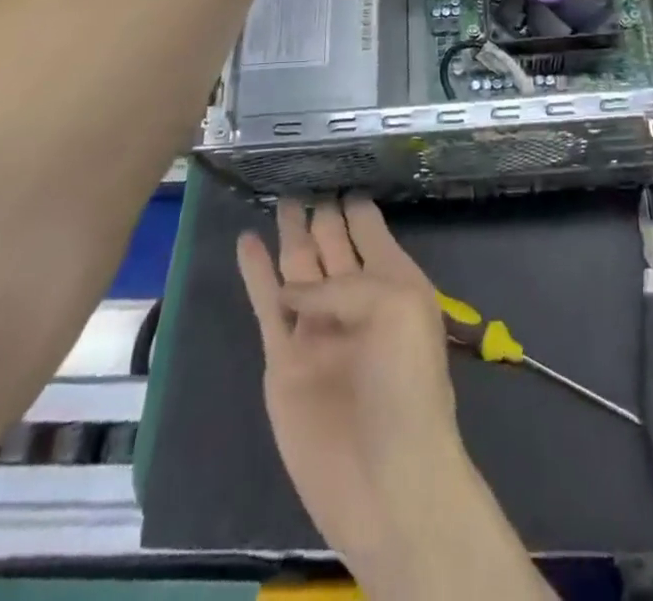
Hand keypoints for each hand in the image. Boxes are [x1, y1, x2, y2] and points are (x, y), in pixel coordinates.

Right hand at [237, 198, 463, 566]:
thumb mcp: (396, 307)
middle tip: (305, 181)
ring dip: (291, 234)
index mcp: (394, 284)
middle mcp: (355, 300)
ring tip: (280, 199)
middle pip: (332, 245)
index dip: (357, 206)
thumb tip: (292, 292)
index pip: (371, 232)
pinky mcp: (284, 361)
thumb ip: (343, 285)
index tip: (341, 174)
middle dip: (322, 216)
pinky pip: (267, 305)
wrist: (384, 477)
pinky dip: (255, 273)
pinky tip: (245, 242)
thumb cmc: (406, 381)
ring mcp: (318, 330)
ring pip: (299, 268)